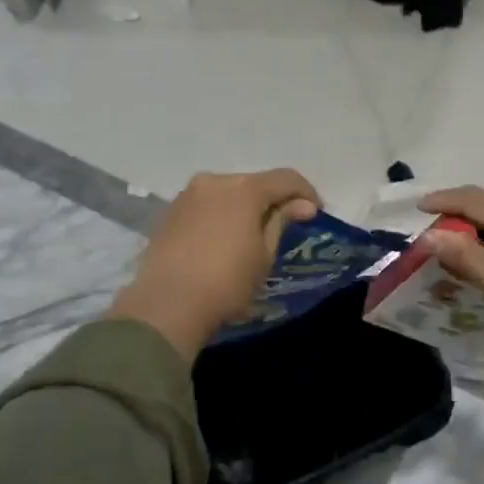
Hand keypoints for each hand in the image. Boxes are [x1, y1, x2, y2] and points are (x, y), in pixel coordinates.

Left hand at [110, 170, 320, 360]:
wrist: (166, 305)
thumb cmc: (226, 282)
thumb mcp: (264, 255)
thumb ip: (282, 221)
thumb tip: (303, 204)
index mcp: (244, 188)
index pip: (286, 178)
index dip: (306, 193)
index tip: (317, 214)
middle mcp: (215, 181)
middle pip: (255, 182)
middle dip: (274, 199)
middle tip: (287, 224)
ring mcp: (188, 194)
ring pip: (228, 192)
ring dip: (245, 206)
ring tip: (254, 233)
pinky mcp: (171, 211)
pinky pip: (207, 204)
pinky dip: (222, 214)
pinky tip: (225, 238)